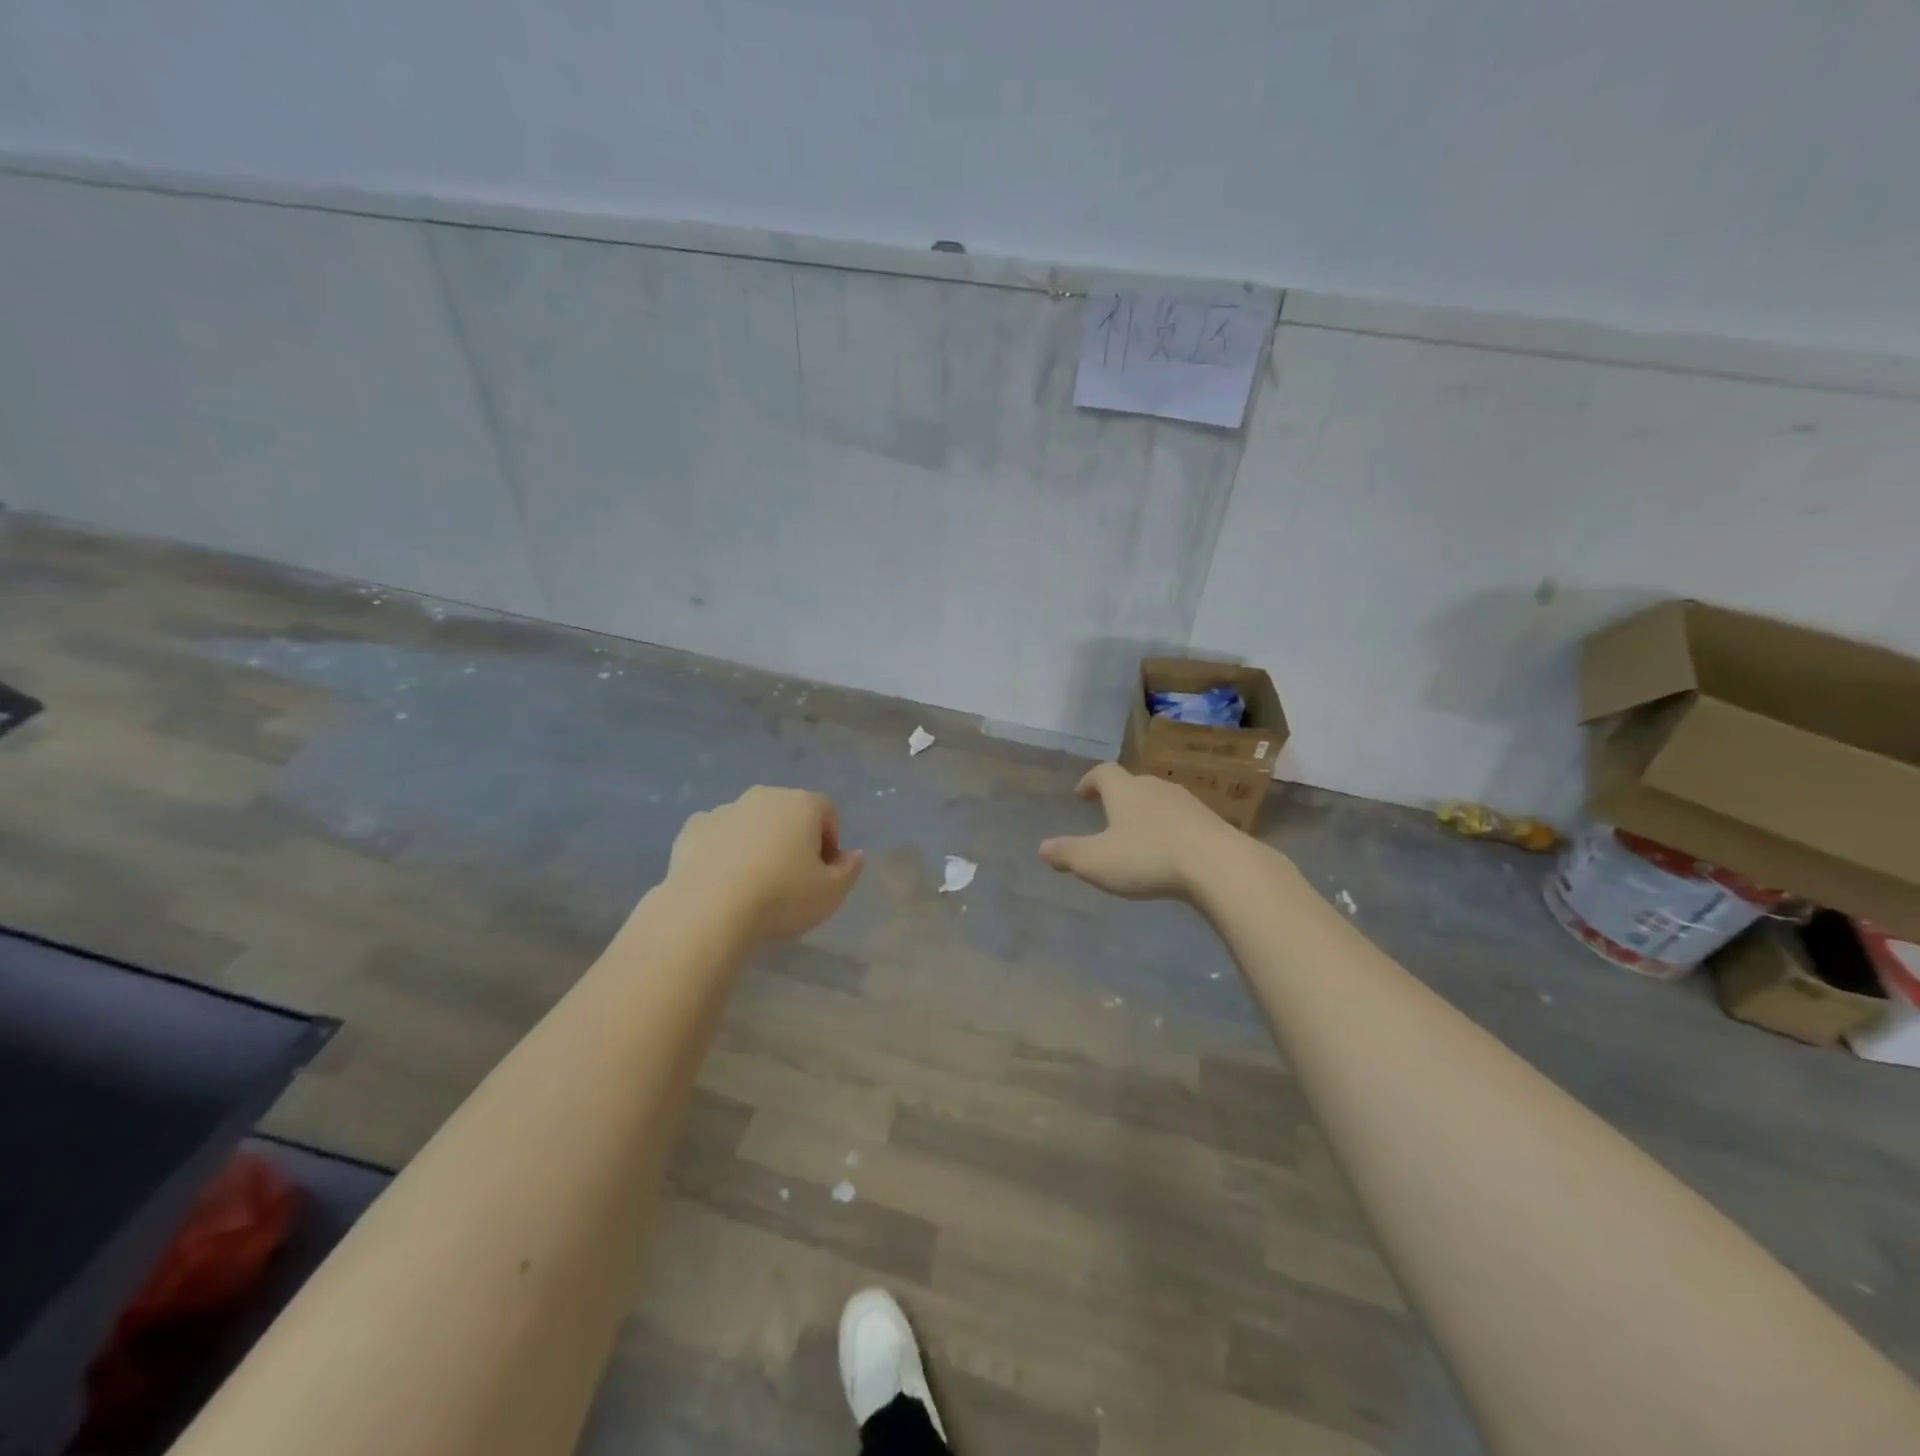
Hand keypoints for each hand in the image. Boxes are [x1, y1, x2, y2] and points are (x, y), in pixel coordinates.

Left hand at [667, 787, 862, 940]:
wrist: (709, 909)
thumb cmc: (782, 896)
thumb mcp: (831, 893)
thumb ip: (849, 870)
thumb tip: (852, 855)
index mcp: (802, 804)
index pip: (827, 811)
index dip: (830, 840)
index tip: (823, 871)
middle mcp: (764, 797)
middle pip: (787, 812)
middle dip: (793, 838)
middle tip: (791, 877)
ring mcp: (725, 809)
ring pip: (750, 822)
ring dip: (757, 843)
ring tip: (753, 882)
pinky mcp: (692, 828)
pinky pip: (717, 835)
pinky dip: (723, 850)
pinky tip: (722, 881)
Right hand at [1039, 763, 1243, 899]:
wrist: (1218, 865)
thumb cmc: (1148, 857)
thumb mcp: (1096, 862)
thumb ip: (1067, 854)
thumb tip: (1042, 848)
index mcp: (1125, 790)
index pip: (1103, 772)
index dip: (1089, 781)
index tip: (1081, 796)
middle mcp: (1155, 788)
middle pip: (1132, 783)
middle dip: (1118, 797)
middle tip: (1108, 815)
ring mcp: (1187, 802)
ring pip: (1159, 800)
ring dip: (1146, 813)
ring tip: (1138, 835)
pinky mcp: (1211, 822)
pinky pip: (1182, 819)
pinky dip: (1170, 829)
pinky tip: (1170, 851)